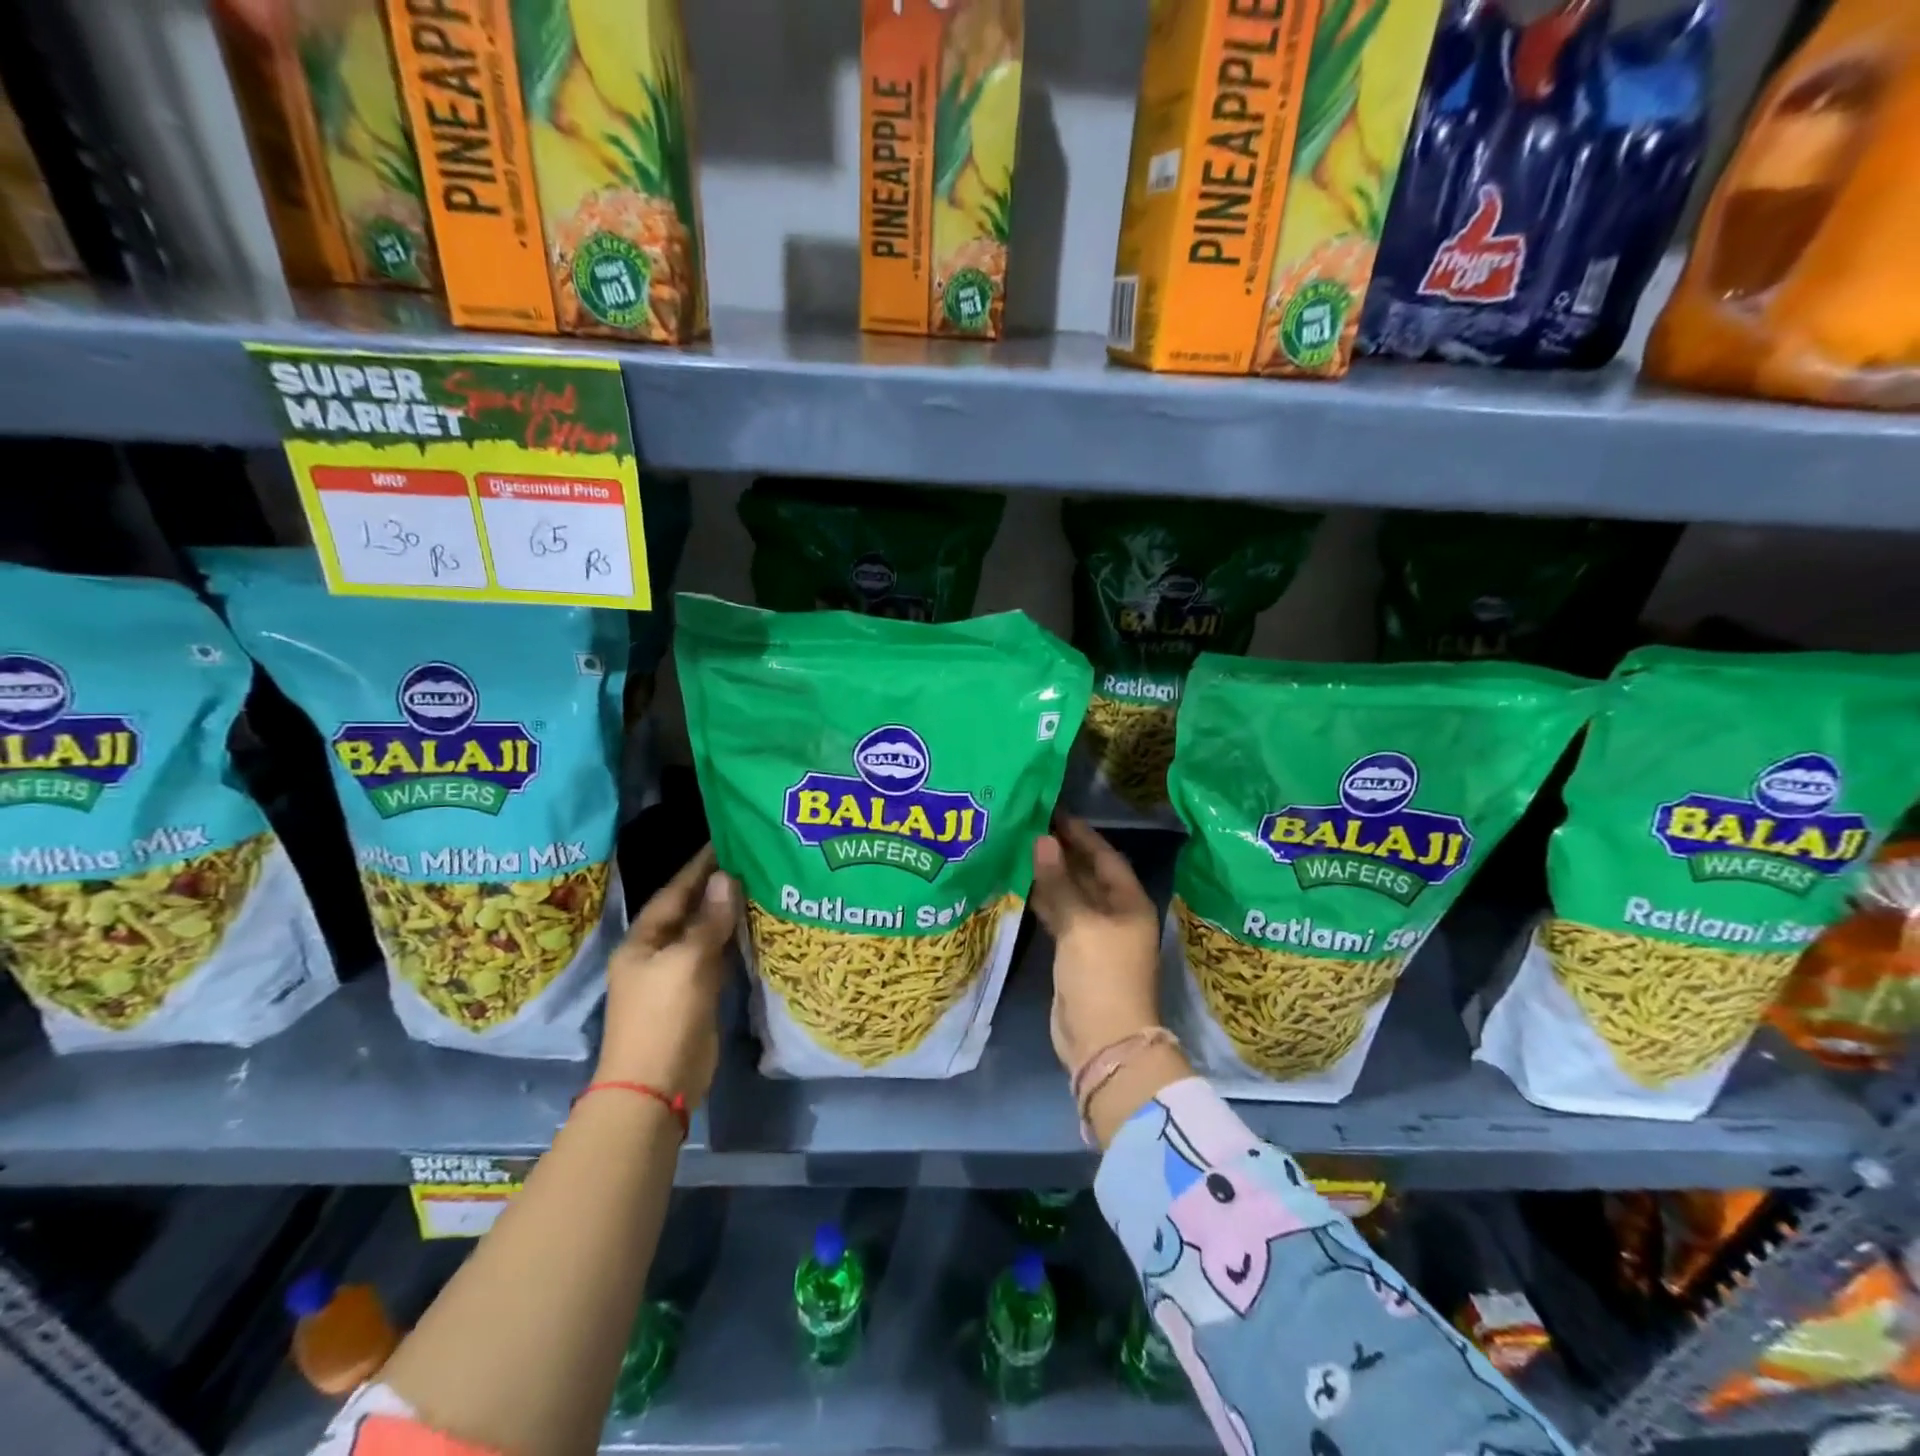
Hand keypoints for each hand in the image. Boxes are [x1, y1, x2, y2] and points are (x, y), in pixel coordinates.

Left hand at [595, 845, 736, 1104]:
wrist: (656, 1086)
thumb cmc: (664, 1017)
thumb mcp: (687, 963)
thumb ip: (709, 921)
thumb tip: (726, 878)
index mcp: (643, 941)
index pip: (674, 892)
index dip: (698, 867)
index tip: (725, 840)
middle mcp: (657, 952)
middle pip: (689, 910)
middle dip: (716, 886)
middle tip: (751, 857)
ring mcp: (677, 975)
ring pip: (705, 933)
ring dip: (727, 911)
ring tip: (759, 882)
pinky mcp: (696, 994)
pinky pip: (717, 956)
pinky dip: (733, 939)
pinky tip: (755, 924)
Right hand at [1030, 816, 1161, 1072]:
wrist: (1103, 1041)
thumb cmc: (1101, 975)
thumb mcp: (1080, 924)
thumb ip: (1059, 882)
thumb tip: (1043, 839)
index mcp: (1129, 902)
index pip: (1105, 856)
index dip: (1080, 834)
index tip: (1053, 811)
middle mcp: (1115, 913)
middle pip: (1087, 873)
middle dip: (1061, 851)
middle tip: (1028, 824)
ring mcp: (1094, 934)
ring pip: (1070, 894)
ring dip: (1049, 874)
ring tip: (1018, 846)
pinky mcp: (1074, 952)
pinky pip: (1059, 915)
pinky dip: (1043, 899)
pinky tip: (1019, 883)